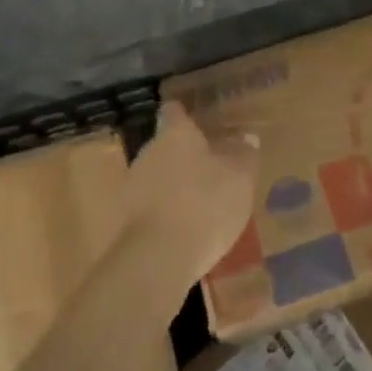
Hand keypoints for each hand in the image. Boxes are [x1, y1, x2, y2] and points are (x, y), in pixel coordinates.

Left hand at [126, 102, 259, 287]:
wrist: (157, 259)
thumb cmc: (204, 204)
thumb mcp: (239, 178)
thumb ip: (243, 154)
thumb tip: (246, 137)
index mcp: (175, 134)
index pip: (175, 111)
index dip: (185, 114)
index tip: (196, 120)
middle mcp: (148, 151)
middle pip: (165, 145)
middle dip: (184, 155)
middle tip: (209, 167)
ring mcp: (132, 186)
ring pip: (156, 176)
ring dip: (174, 185)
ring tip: (199, 203)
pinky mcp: (125, 220)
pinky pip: (150, 207)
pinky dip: (165, 213)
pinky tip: (184, 230)